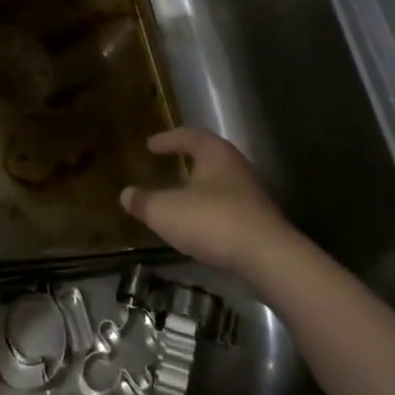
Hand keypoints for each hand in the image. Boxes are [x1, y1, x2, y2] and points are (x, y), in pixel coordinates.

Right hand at [121, 128, 293, 277]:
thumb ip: (144, 202)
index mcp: (215, 154)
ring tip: (181, 197)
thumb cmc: (213, 221)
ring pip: (221, 183)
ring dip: (201, 187)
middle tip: (169, 163)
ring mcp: (252, 194)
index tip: (150, 145)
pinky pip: (229, 207)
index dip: (168, 139)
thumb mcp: (166, 212)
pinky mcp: (259, 221)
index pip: (190, 135)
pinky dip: (211, 211)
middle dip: (188, 159)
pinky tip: (200, 226)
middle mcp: (236, 167)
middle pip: (210, 156)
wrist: (268, 258)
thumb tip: (126, 194)